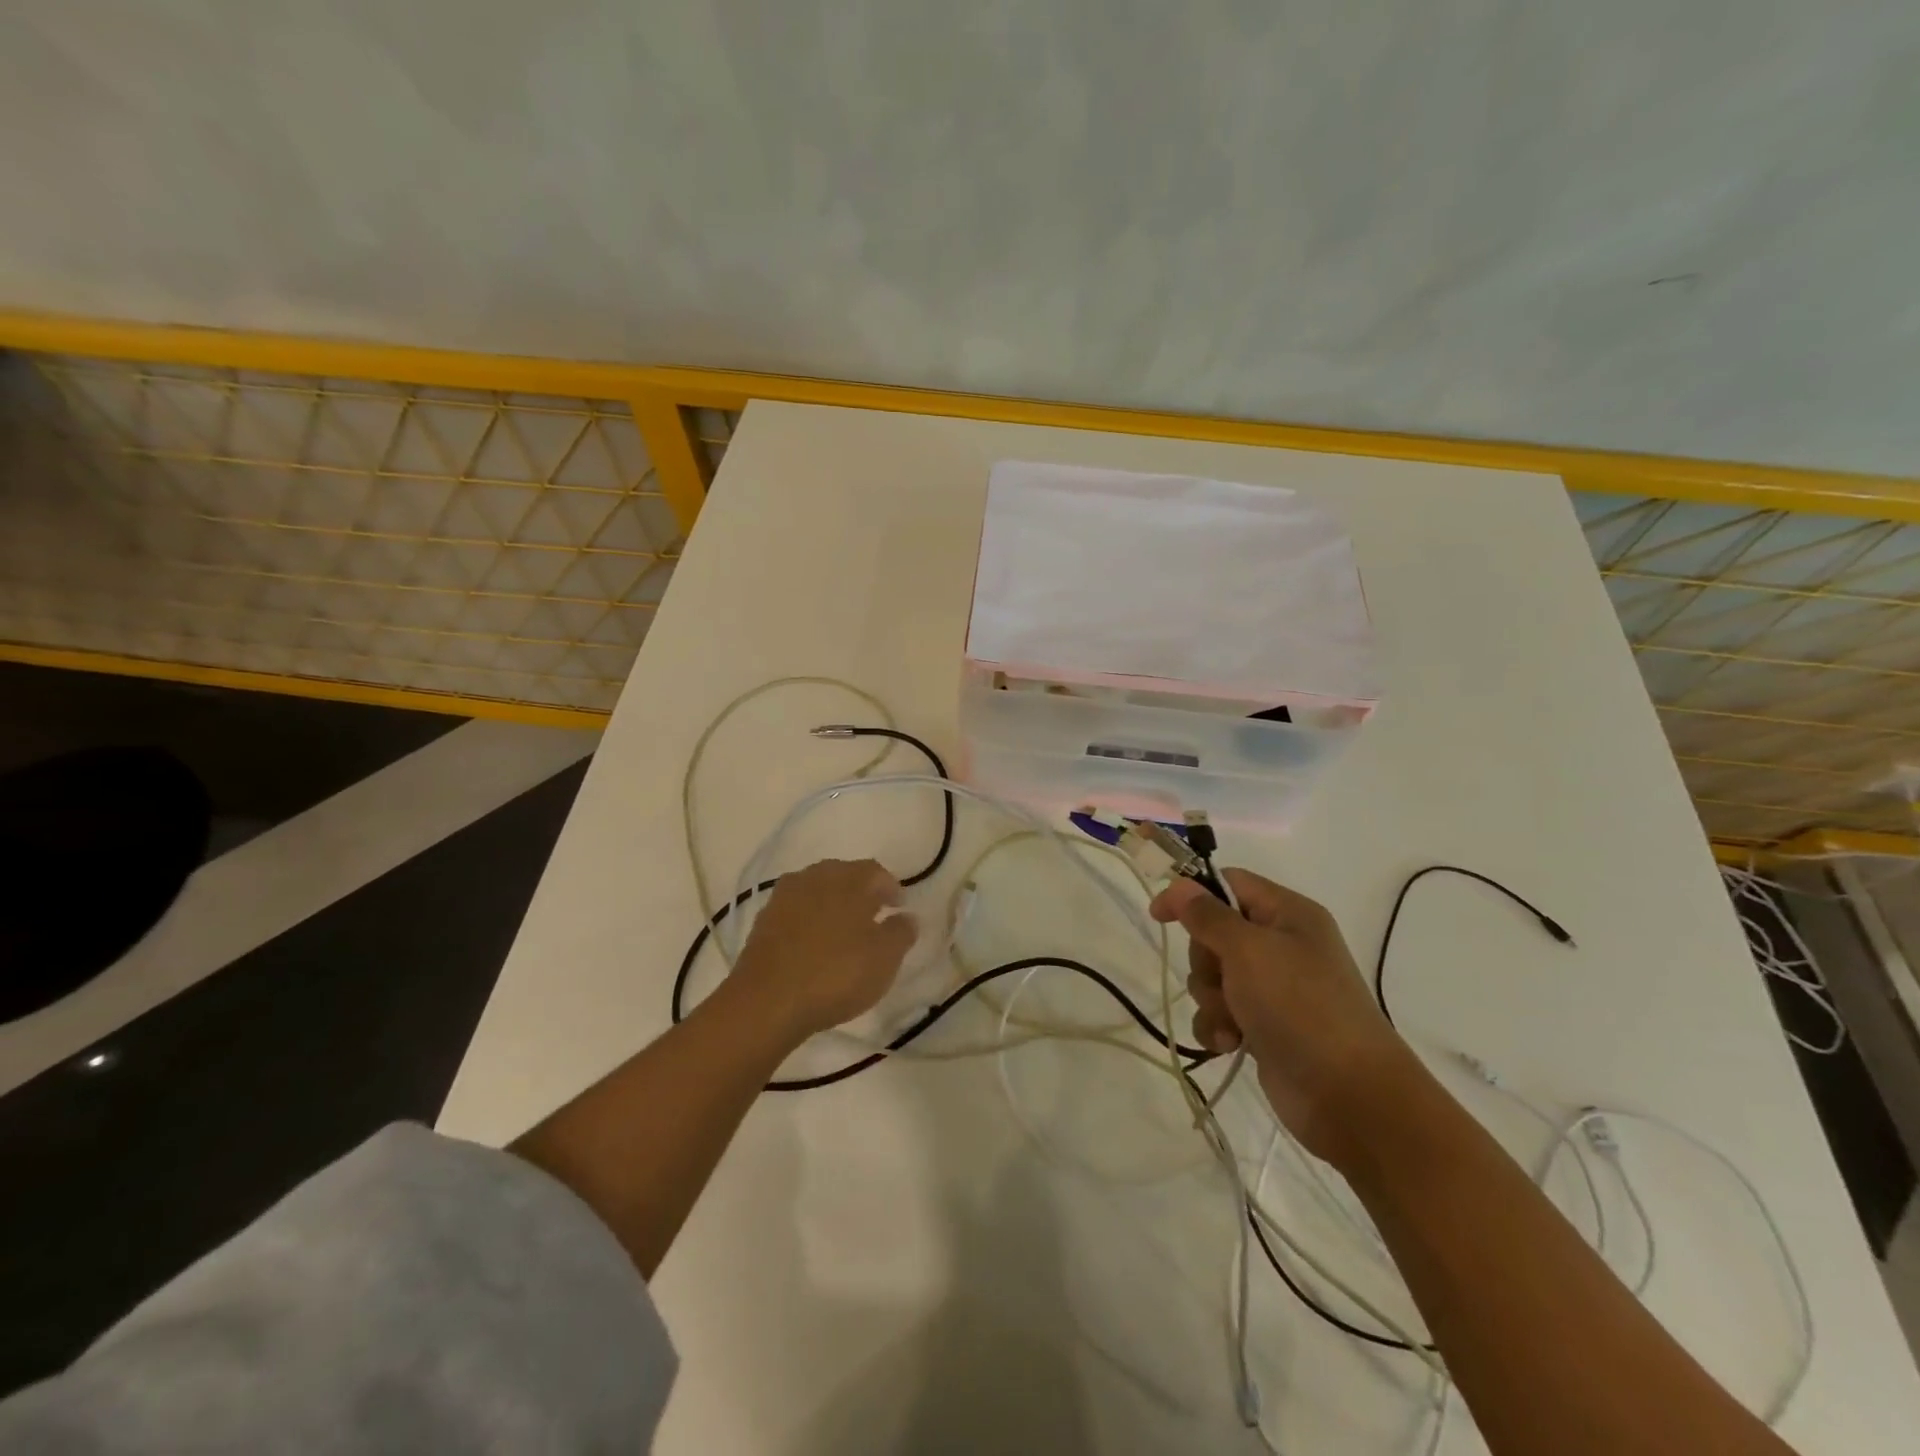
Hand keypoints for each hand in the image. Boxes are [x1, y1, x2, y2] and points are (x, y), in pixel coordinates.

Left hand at [729, 858, 917, 1042]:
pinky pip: (795, 910)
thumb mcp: (884, 958)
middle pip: (844, 875)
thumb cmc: (836, 974)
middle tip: (873, 914)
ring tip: (843, 929)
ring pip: (817, 890)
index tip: (900, 907)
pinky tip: (814, 942)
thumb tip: (907, 916)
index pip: (876, 871)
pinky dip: (809, 919)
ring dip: (832, 903)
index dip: (891, 887)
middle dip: (861, 891)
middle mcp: (815, 877)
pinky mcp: (763, 920)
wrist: (766, 1002)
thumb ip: (901, 932)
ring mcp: (784, 897)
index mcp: (849, 879)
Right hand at [1150, 868, 1421, 1166]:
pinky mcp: (1265, 1026)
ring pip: (1213, 977)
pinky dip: (1218, 1027)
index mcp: (1288, 914)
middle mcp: (1282, 945)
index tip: (1158, 915)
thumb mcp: (1248, 950)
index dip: (1190, 894)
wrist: (1349, 1095)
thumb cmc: (1300, 1006)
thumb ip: (1208, 916)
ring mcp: (1274, 989)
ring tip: (1233, 1021)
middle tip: (1222, 980)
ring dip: (1210, 999)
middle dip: (1204, 961)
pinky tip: (1230, 1044)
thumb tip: (1181, 886)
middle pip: (1215, 933)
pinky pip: (1221, 1013)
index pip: (1229, 883)